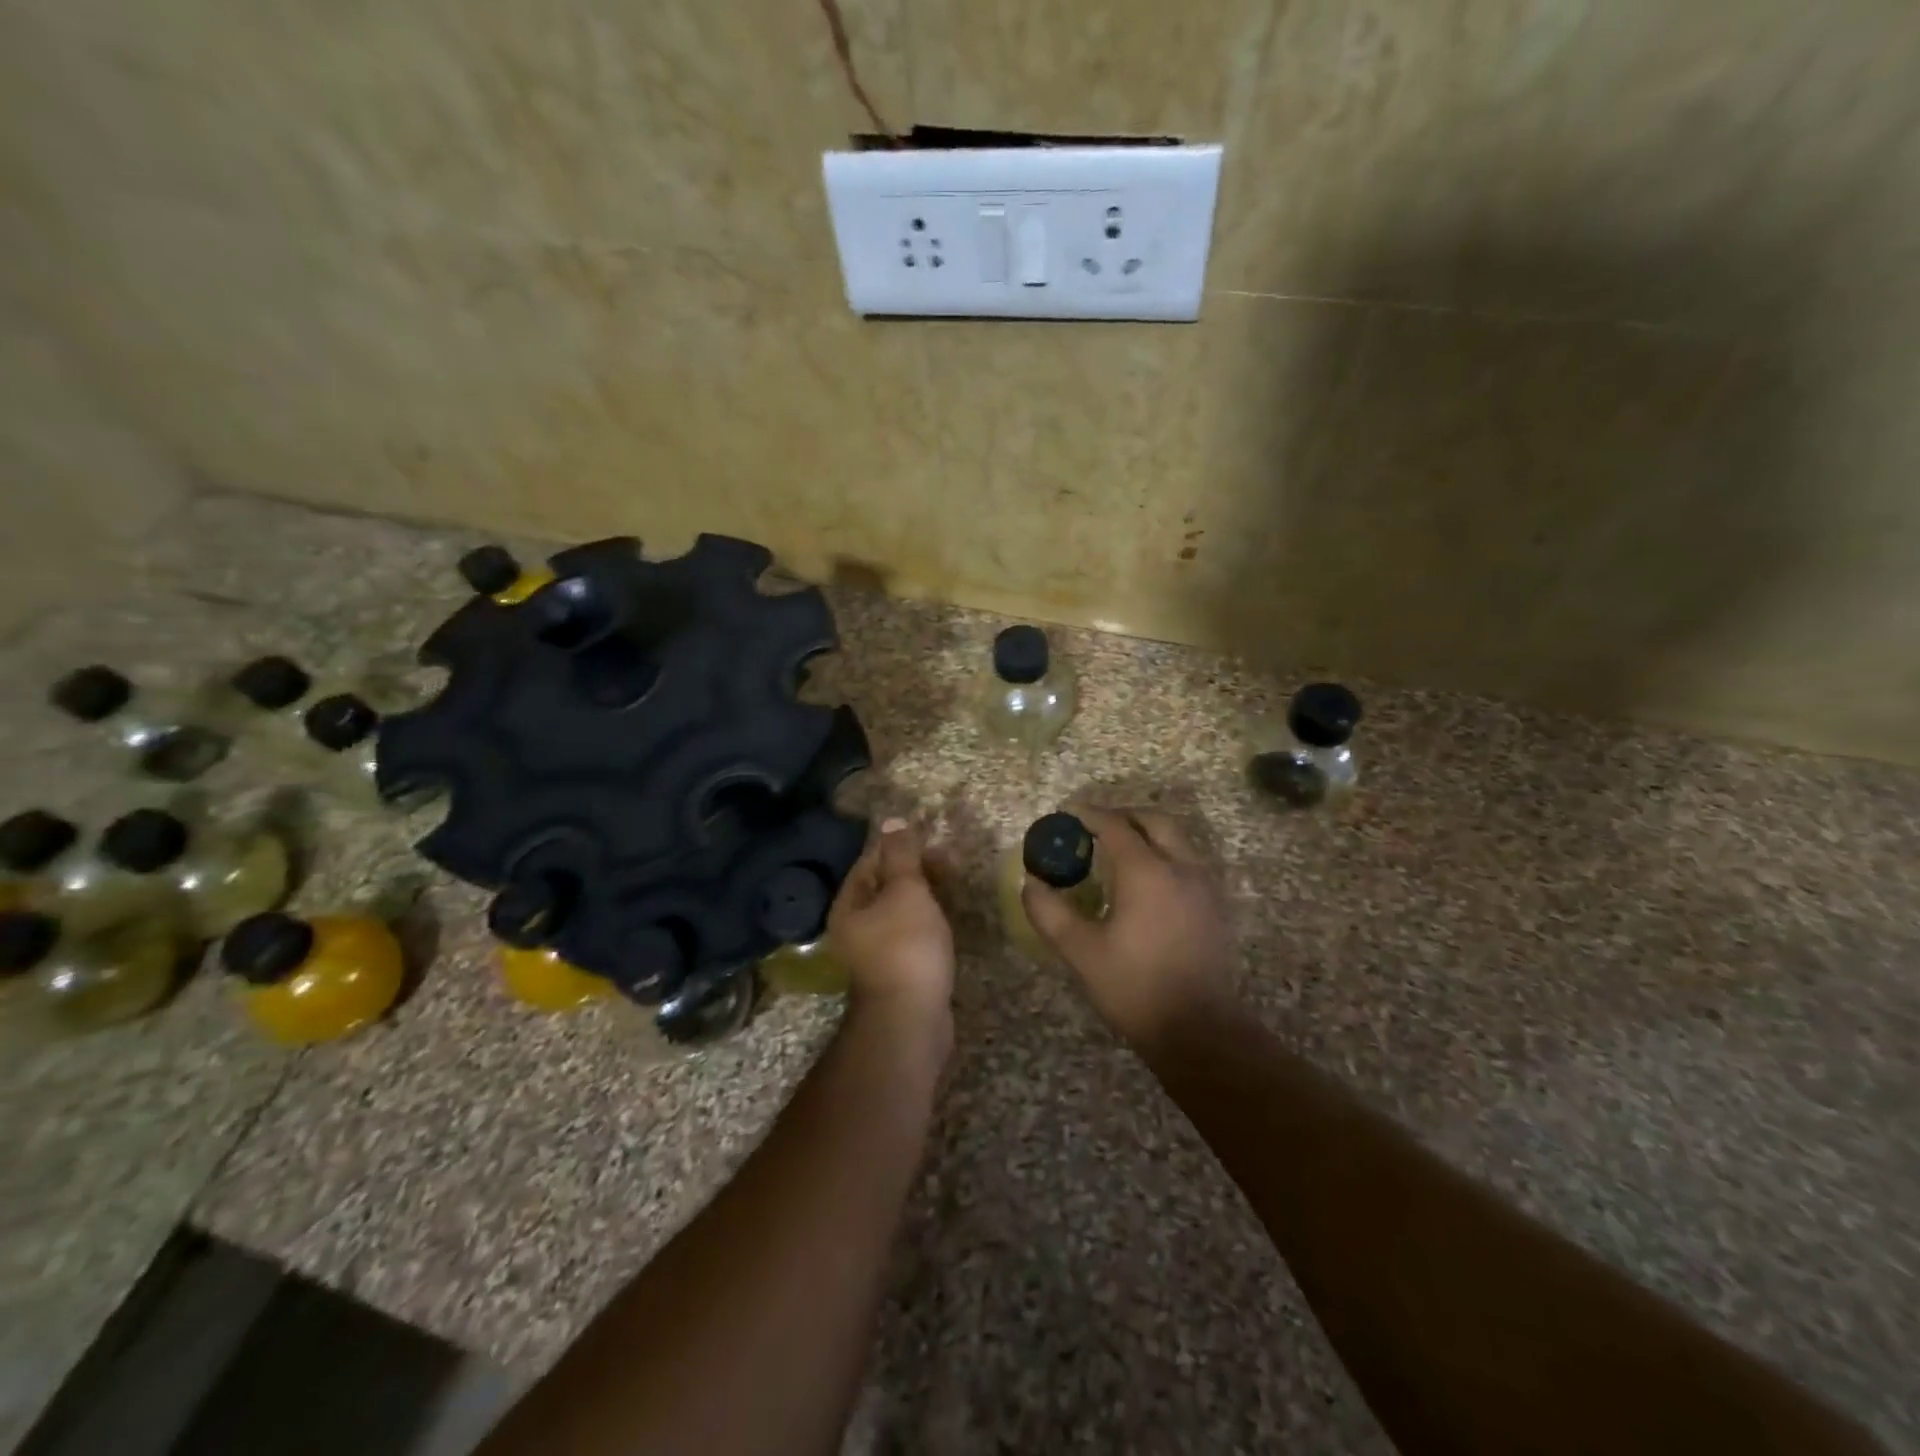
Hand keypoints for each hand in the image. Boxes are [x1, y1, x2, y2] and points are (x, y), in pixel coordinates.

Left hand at [828, 818, 954, 1032]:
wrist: (912, 1020)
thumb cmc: (906, 947)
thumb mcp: (906, 892)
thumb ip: (901, 856)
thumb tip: (892, 820)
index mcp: (849, 905)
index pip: (869, 861)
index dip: (898, 844)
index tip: (929, 836)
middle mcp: (855, 927)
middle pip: (884, 886)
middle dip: (915, 869)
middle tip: (949, 860)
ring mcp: (876, 951)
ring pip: (900, 910)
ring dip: (924, 893)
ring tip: (954, 882)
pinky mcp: (898, 970)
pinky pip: (911, 933)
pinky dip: (928, 919)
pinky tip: (947, 916)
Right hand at [1021, 805, 1233, 1048]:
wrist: (1198, 1029)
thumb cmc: (1134, 987)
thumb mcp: (1080, 951)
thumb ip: (1049, 912)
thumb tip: (1032, 883)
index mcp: (1146, 872)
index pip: (1115, 826)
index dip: (1089, 815)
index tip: (1067, 815)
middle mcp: (1181, 867)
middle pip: (1154, 822)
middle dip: (1123, 817)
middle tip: (1096, 829)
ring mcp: (1204, 886)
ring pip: (1177, 840)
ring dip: (1147, 835)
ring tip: (1119, 853)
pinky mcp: (1215, 906)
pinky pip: (1188, 862)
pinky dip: (1165, 855)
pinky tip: (1147, 884)